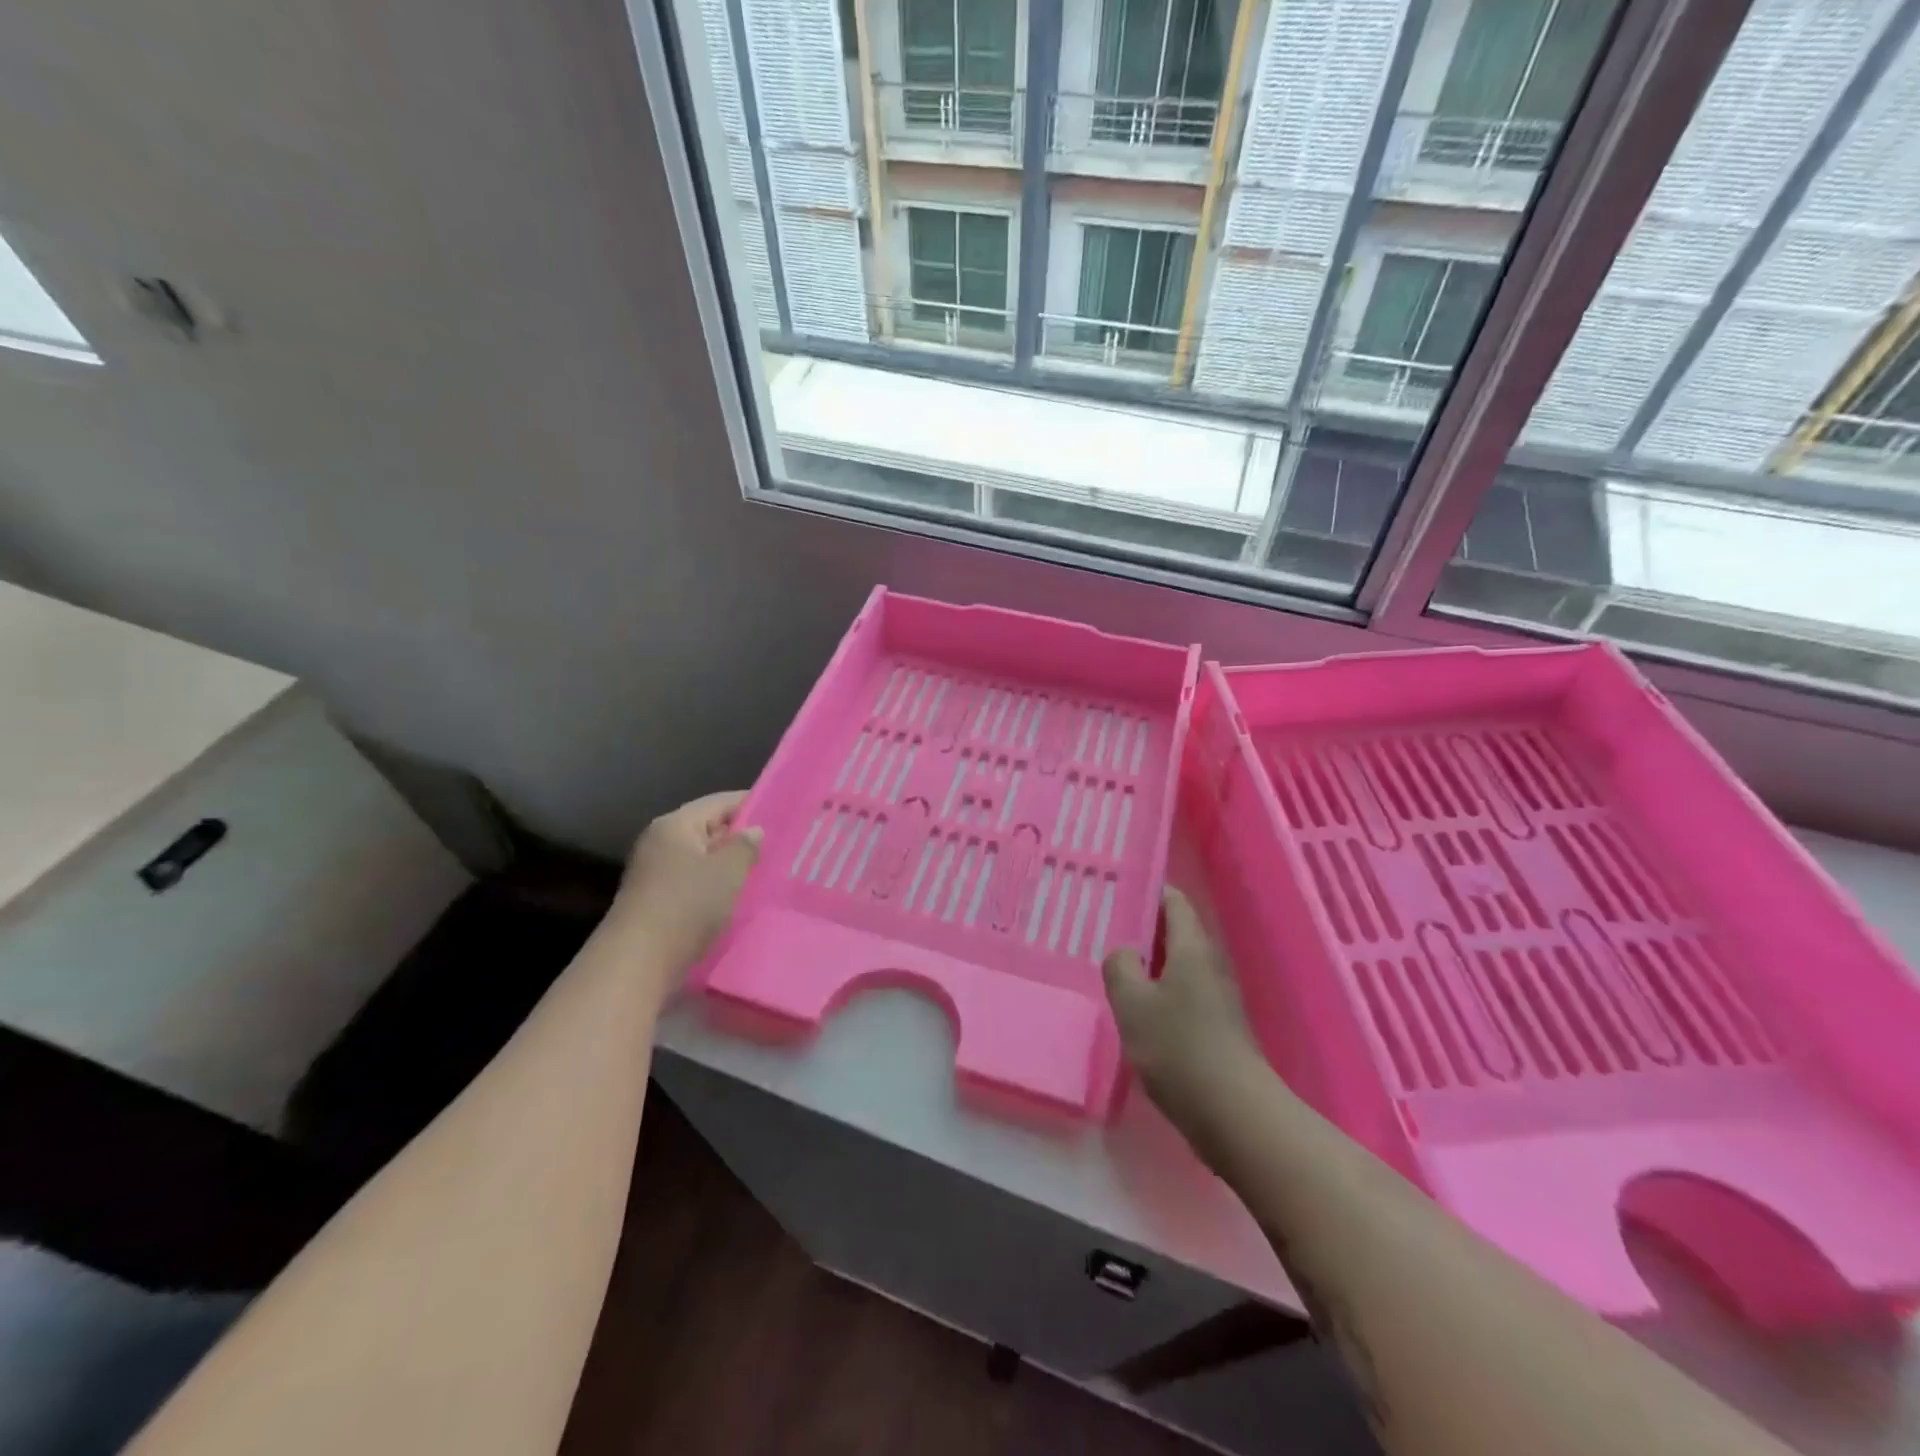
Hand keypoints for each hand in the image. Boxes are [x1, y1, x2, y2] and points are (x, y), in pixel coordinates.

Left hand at [613, 791, 762, 969]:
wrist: (638, 962)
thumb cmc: (687, 905)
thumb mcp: (728, 871)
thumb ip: (746, 846)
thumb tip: (754, 831)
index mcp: (675, 825)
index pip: (720, 802)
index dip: (752, 805)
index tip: (783, 814)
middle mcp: (660, 842)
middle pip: (709, 829)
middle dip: (741, 838)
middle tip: (779, 846)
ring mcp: (654, 873)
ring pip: (702, 859)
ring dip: (729, 866)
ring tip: (764, 873)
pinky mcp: (656, 901)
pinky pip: (694, 883)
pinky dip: (715, 887)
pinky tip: (738, 898)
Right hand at [1103, 888, 1264, 1150]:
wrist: (1234, 1115)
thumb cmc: (1180, 1049)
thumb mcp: (1133, 1004)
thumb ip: (1120, 968)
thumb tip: (1124, 953)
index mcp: (1192, 948)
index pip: (1174, 901)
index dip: (1148, 889)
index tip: (1117, 888)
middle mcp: (1210, 964)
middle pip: (1176, 931)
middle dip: (1143, 927)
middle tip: (1104, 926)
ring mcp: (1217, 997)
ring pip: (1178, 964)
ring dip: (1149, 962)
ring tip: (1113, 965)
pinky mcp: (1217, 1027)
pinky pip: (1183, 992)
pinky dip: (1159, 990)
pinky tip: (1135, 1007)